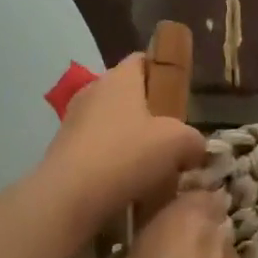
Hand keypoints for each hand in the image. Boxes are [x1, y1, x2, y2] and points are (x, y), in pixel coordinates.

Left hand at [37, 55, 205, 237]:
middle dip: (149, 112)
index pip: (143, 59)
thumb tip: (195, 147)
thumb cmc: (127, 155)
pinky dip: (111, 161)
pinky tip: (126, 183)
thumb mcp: (179, 143)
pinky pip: (95, 147)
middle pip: (127, 93)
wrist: (68, 198)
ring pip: (111, 122)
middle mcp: (93, 90)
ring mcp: (73, 120)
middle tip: (171, 136)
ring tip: (151, 166)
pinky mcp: (61, 150)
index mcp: (120, 78)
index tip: (179, 96)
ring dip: (129, 139)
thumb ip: (194, 140)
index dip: (163, 72)